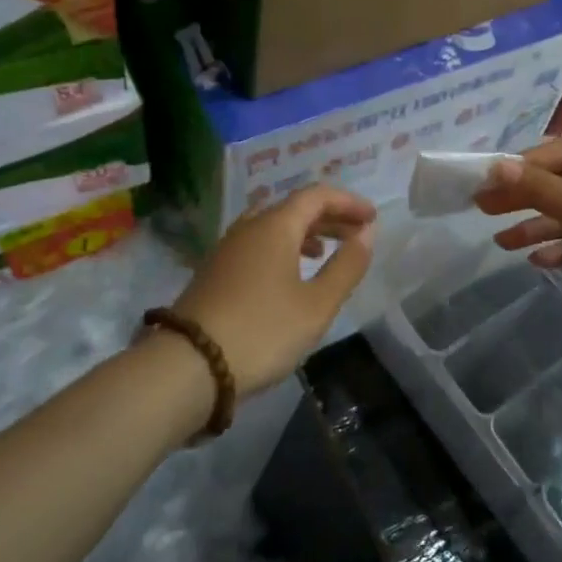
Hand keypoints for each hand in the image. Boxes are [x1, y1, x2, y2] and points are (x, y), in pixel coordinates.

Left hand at [167, 186, 377, 396]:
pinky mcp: (214, 271)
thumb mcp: (317, 304)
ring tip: (324, 253)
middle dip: (328, 217)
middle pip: (293, 208)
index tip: (372, 218)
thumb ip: (346, 266)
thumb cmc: (263, 331)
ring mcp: (226, 248)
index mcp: (274, 226)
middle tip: (356, 235)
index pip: (316, 196)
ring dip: (304, 233)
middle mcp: (248, 227)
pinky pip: (256, 244)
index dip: (347, 202)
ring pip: (271, 226)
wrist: (189, 365)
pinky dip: (281, 248)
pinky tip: (288, 276)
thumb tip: (366, 232)